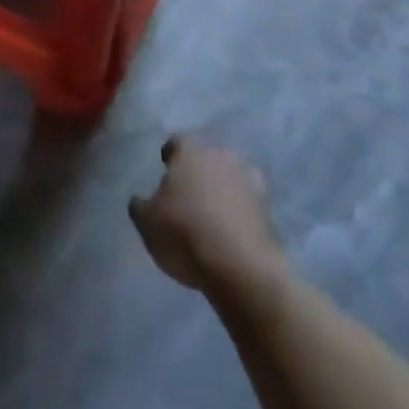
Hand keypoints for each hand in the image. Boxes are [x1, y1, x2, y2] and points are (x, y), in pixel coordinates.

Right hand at [129, 135, 283, 292]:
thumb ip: (140, 205)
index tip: (166, 167)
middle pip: (207, 157)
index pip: (177, 141)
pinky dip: (241, 211)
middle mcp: (220, 156)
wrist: (240, 266)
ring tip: (212, 212)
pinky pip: (249, 203)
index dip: (170, 154)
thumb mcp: (147, 222)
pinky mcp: (268, 209)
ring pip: (231, 177)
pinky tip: (232, 229)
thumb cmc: (185, 233)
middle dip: (199, 171)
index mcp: (189, 151)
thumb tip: (140, 200)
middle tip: (189, 192)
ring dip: (223, 189)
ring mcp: (248, 180)